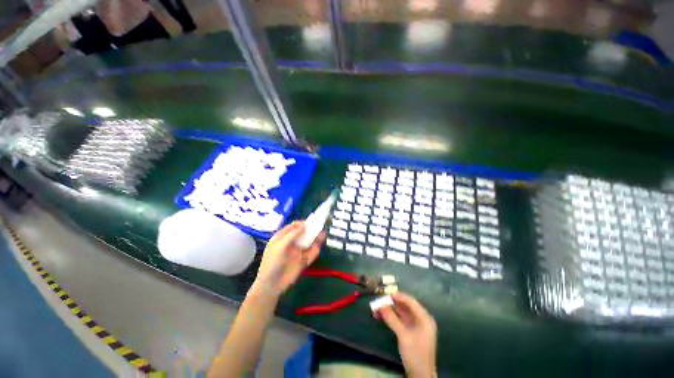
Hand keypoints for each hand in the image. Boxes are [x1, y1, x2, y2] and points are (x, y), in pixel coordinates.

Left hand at [253, 221, 323, 295]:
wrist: (271, 285)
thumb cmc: (272, 262)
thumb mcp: (279, 246)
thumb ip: (292, 235)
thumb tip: (303, 225)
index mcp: (283, 237)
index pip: (294, 226)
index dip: (302, 223)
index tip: (311, 222)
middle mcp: (291, 243)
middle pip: (303, 234)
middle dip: (311, 230)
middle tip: (320, 227)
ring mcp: (297, 252)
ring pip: (309, 243)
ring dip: (316, 239)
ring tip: (322, 235)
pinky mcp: (303, 261)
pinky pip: (311, 254)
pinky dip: (315, 250)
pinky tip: (318, 247)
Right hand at [377, 292, 436, 377]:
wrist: (420, 376)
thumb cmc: (415, 354)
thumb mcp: (403, 336)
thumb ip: (392, 319)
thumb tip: (381, 305)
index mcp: (424, 318)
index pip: (411, 302)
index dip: (399, 296)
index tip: (386, 294)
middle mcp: (421, 319)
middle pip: (405, 306)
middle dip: (391, 303)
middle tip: (379, 301)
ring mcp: (415, 325)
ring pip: (400, 313)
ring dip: (389, 310)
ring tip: (376, 308)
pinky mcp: (409, 331)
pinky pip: (399, 320)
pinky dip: (390, 317)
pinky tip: (380, 316)